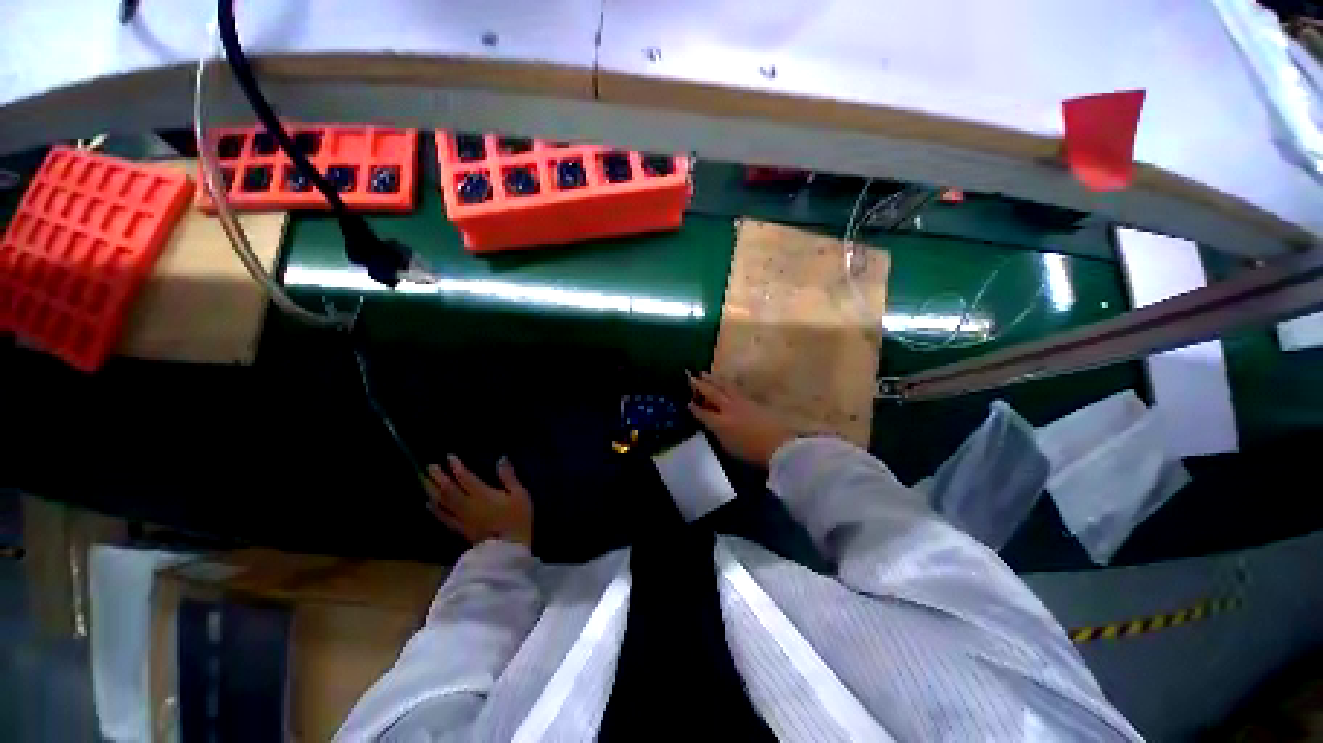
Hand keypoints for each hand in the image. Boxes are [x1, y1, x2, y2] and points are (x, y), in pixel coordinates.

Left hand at [423, 454, 533, 546]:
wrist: (508, 549)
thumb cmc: (517, 519)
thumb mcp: (520, 494)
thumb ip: (509, 477)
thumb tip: (501, 458)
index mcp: (482, 494)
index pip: (465, 477)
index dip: (456, 466)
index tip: (449, 456)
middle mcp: (467, 504)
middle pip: (448, 489)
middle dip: (438, 477)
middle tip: (430, 466)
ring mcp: (461, 518)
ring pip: (442, 502)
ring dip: (432, 490)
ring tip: (424, 480)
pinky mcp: (460, 529)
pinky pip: (443, 518)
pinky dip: (435, 510)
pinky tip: (429, 504)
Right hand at [687, 372, 796, 467]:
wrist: (779, 446)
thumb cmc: (752, 452)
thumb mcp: (728, 446)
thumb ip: (717, 432)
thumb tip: (710, 422)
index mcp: (720, 423)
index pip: (703, 413)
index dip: (694, 408)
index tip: (687, 401)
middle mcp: (728, 408)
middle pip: (712, 394)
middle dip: (700, 385)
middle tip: (691, 377)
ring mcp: (742, 402)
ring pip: (724, 387)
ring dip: (713, 380)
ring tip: (705, 374)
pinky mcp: (753, 401)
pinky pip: (736, 388)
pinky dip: (727, 383)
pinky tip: (726, 381)